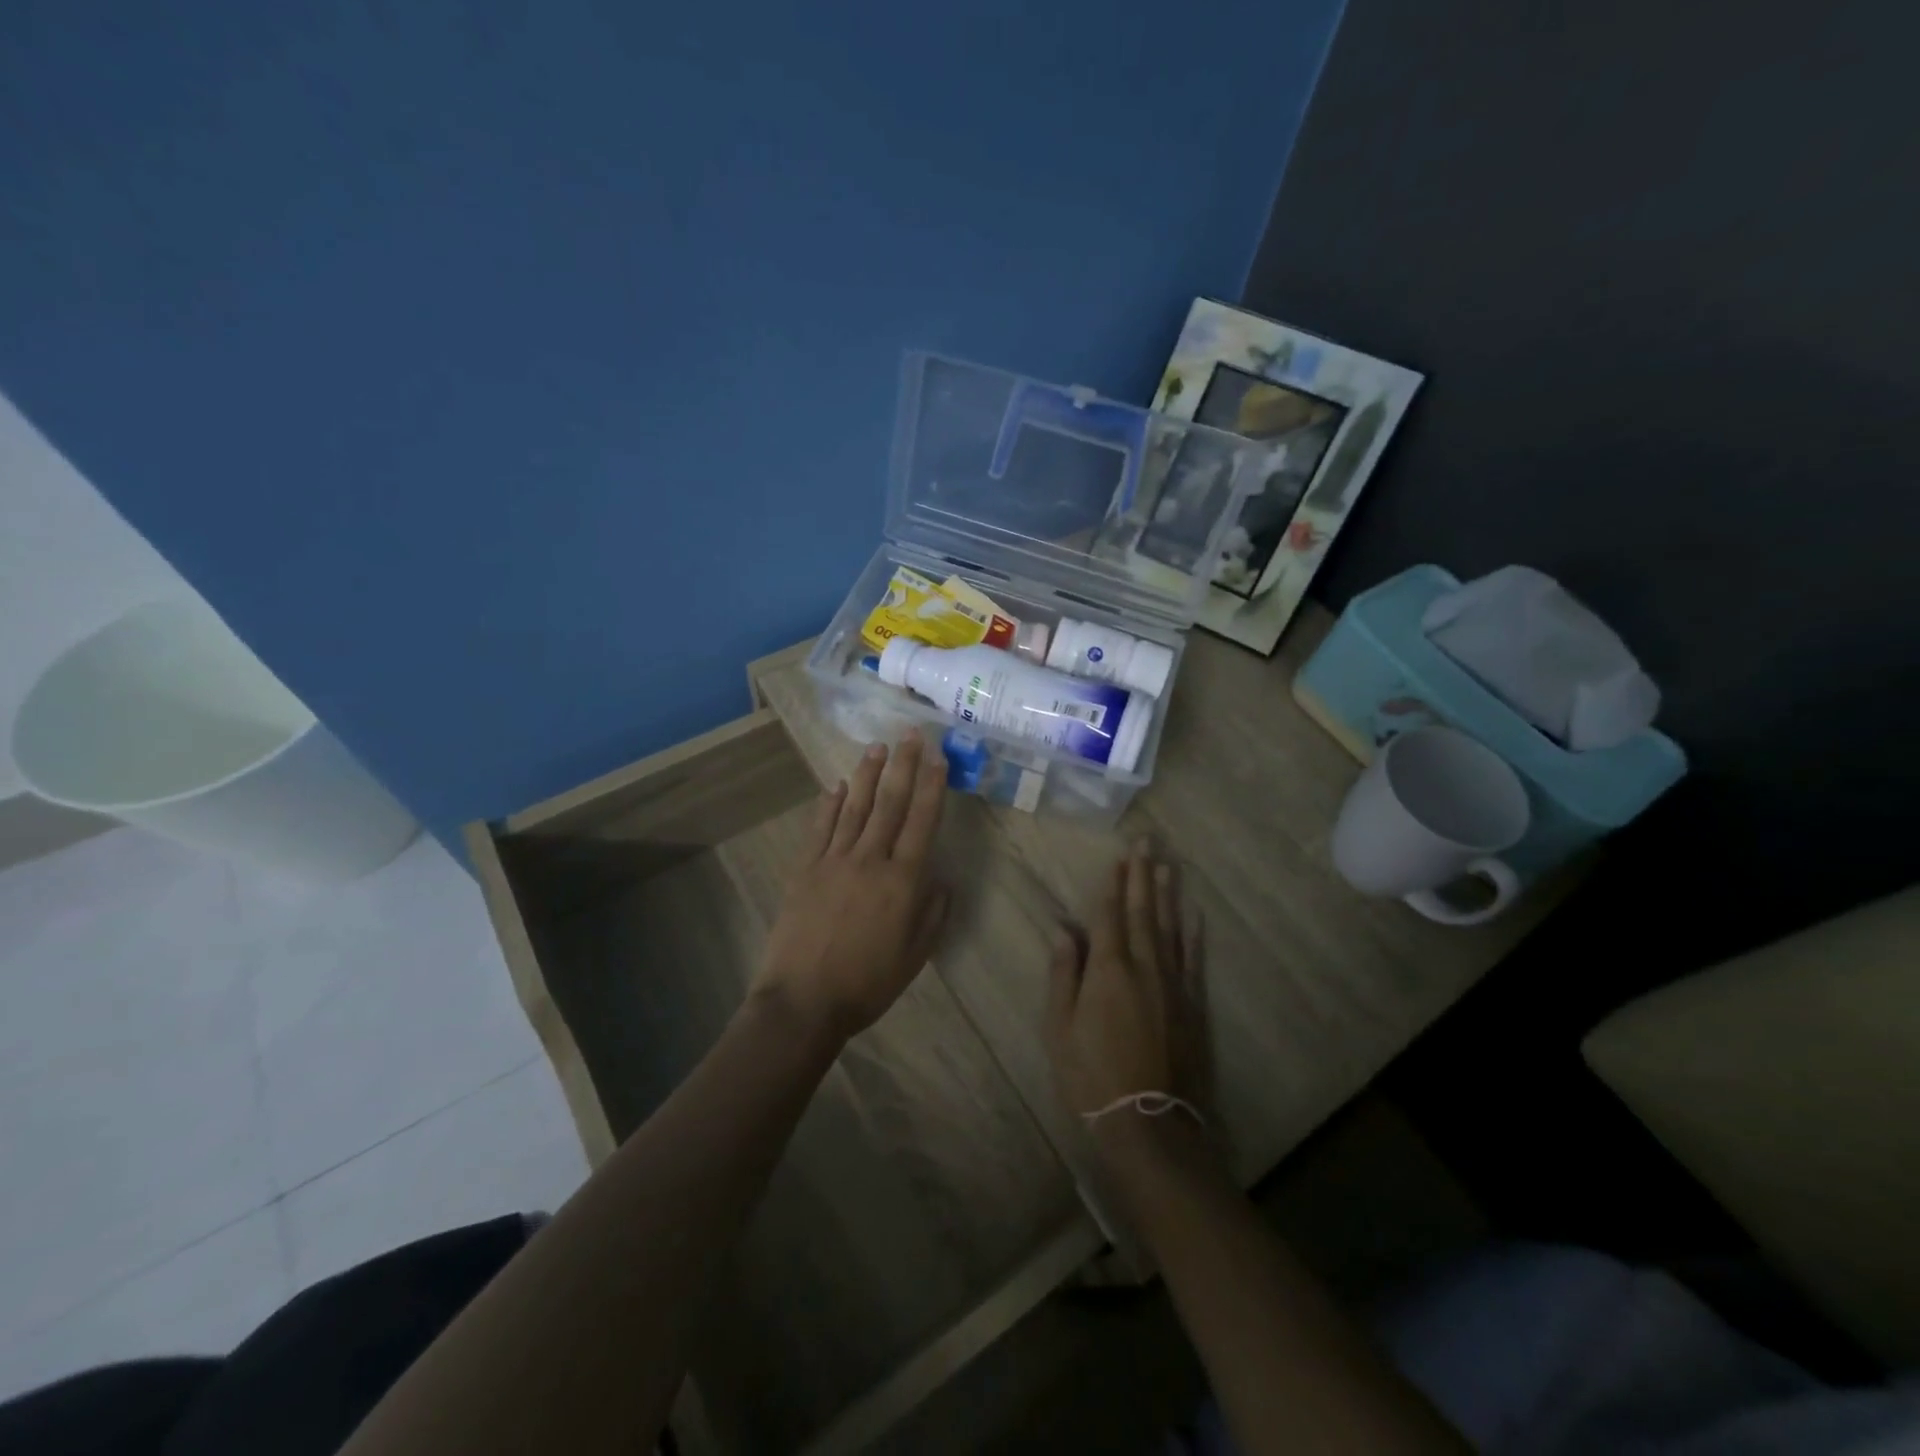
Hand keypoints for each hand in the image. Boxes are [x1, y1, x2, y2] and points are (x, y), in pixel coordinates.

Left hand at [755, 731, 949, 1042]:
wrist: (804, 1000)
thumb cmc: (867, 984)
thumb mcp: (916, 956)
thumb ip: (933, 913)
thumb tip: (942, 878)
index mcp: (902, 881)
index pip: (922, 821)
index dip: (931, 786)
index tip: (937, 757)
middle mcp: (870, 860)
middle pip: (889, 803)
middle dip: (902, 765)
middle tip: (910, 733)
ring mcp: (833, 860)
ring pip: (854, 807)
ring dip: (867, 775)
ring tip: (877, 747)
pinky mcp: (805, 868)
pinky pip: (820, 828)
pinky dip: (829, 804)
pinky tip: (836, 785)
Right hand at [1045, 842, 1209, 1159]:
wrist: (1149, 1124)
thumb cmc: (1092, 1075)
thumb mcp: (1060, 1027)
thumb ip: (1063, 973)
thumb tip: (1063, 928)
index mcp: (1108, 969)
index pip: (1110, 914)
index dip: (1114, 884)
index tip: (1119, 855)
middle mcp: (1144, 966)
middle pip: (1143, 912)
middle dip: (1142, 875)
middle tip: (1147, 842)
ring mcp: (1173, 985)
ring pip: (1170, 928)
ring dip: (1167, 894)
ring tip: (1167, 865)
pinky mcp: (1192, 1005)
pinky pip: (1192, 960)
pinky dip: (1192, 935)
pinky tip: (1194, 915)